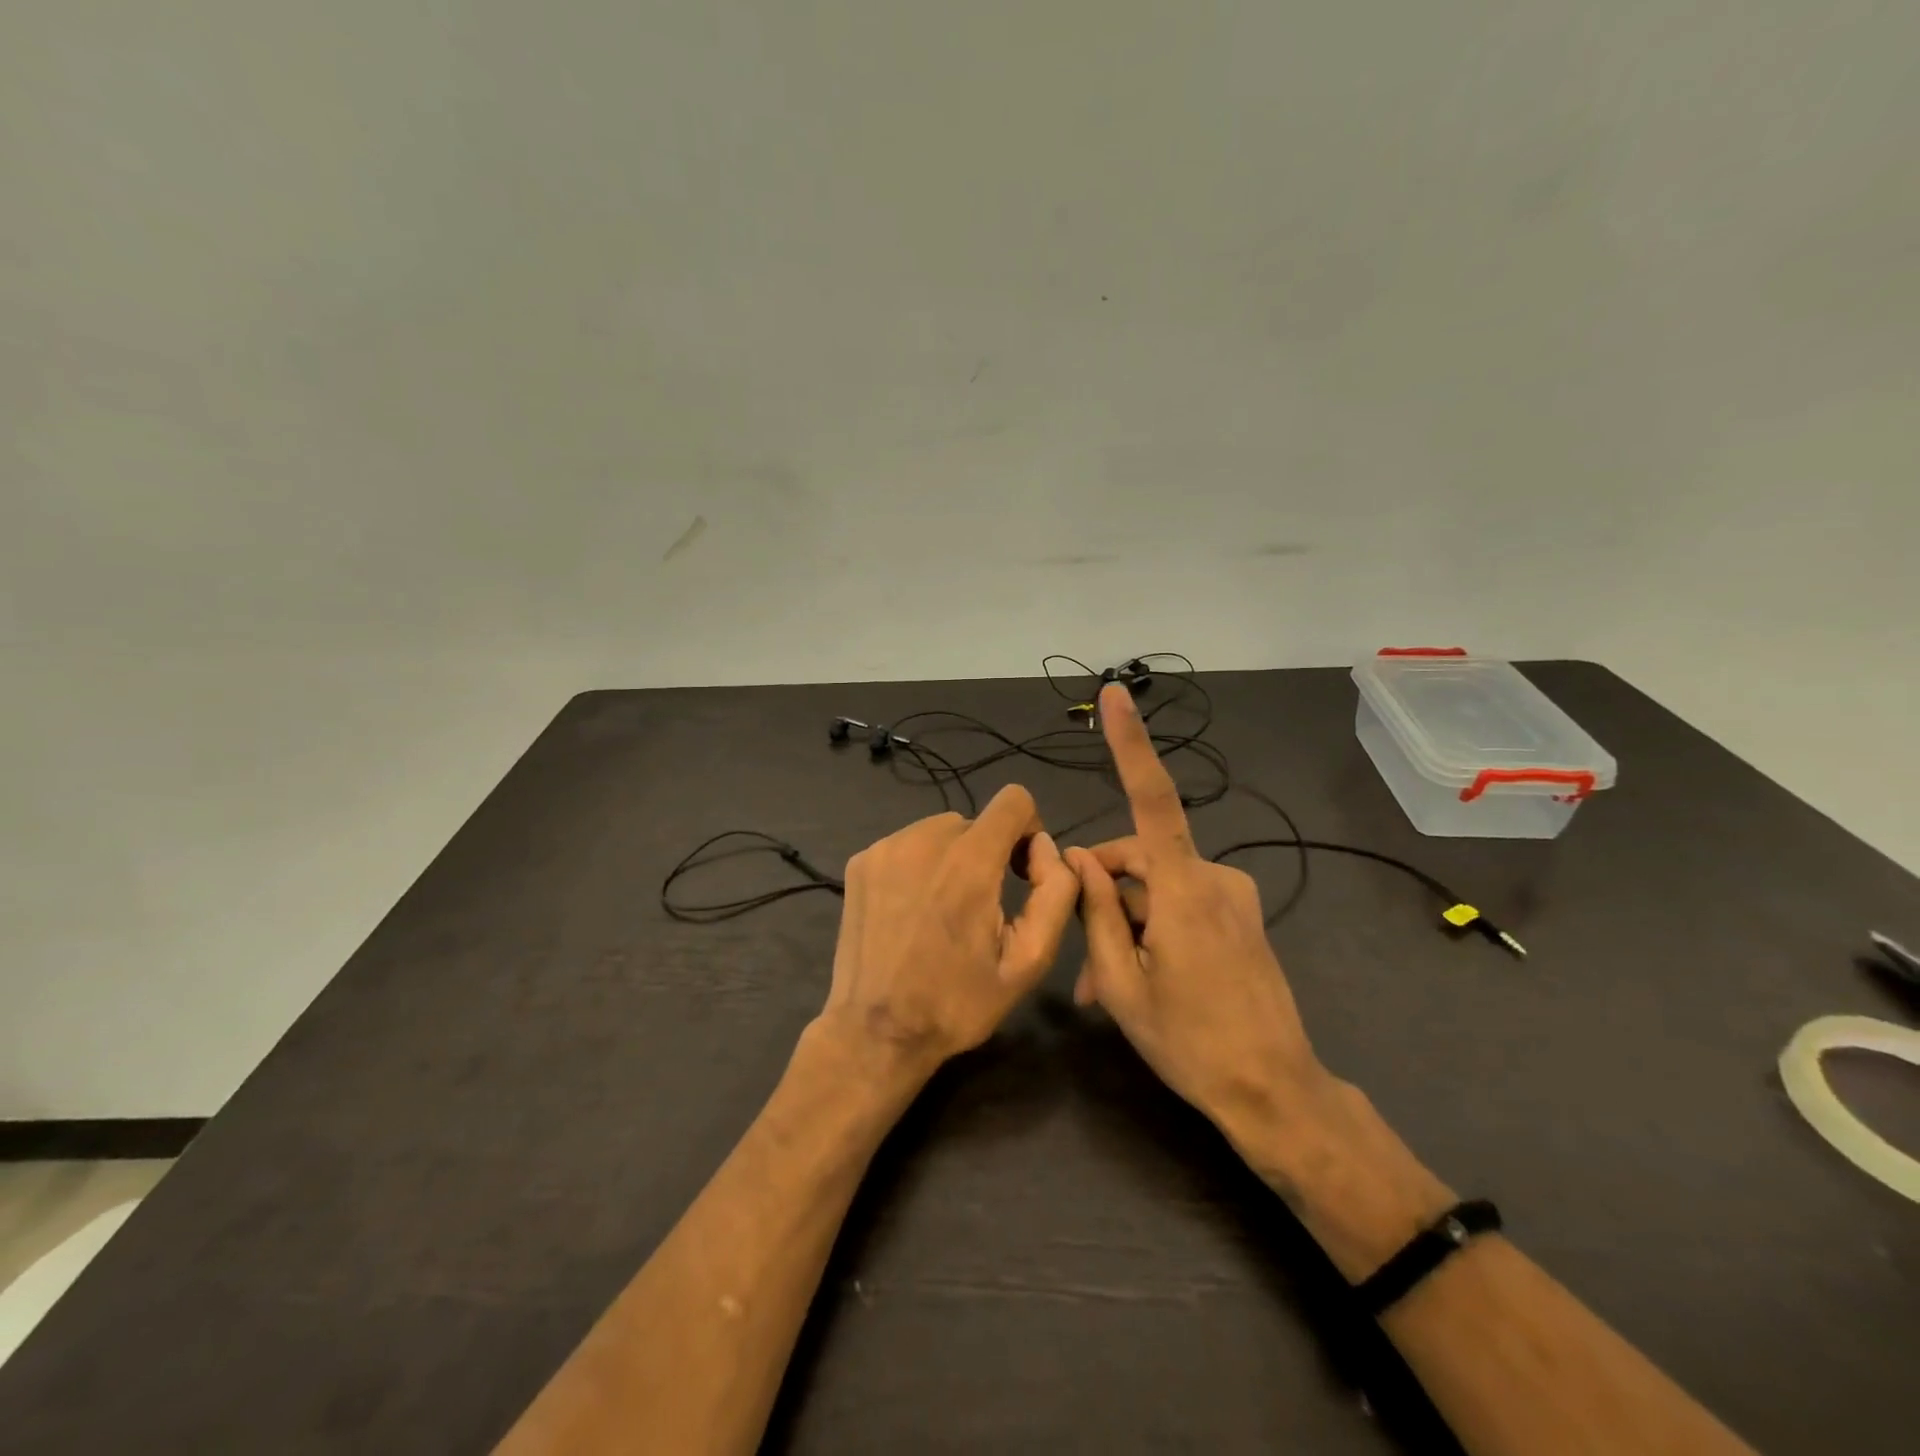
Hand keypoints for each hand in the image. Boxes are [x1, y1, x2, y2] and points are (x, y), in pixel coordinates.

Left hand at [816, 784, 1078, 1079]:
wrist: (876, 1031)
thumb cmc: (958, 1002)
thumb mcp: (1029, 960)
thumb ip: (1055, 893)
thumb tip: (1045, 848)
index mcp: (970, 862)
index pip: (1014, 800)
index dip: (1028, 830)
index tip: (1019, 871)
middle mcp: (924, 840)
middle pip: (976, 821)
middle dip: (988, 854)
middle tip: (981, 907)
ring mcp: (886, 848)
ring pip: (939, 831)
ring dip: (952, 858)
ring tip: (944, 911)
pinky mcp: (861, 862)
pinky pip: (906, 845)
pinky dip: (918, 866)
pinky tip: (912, 911)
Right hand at [1067, 683, 1323, 1145]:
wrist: (1275, 1093)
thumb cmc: (1190, 1043)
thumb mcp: (1121, 985)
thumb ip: (1095, 913)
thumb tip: (1076, 860)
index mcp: (1184, 890)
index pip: (1152, 799)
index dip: (1132, 744)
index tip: (1117, 696)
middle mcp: (1214, 878)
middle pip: (1138, 859)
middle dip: (1102, 896)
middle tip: (1077, 962)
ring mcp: (1232, 897)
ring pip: (1156, 887)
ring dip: (1124, 921)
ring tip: (1101, 984)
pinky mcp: (1240, 915)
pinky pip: (1181, 903)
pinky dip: (1152, 927)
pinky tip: (1137, 974)